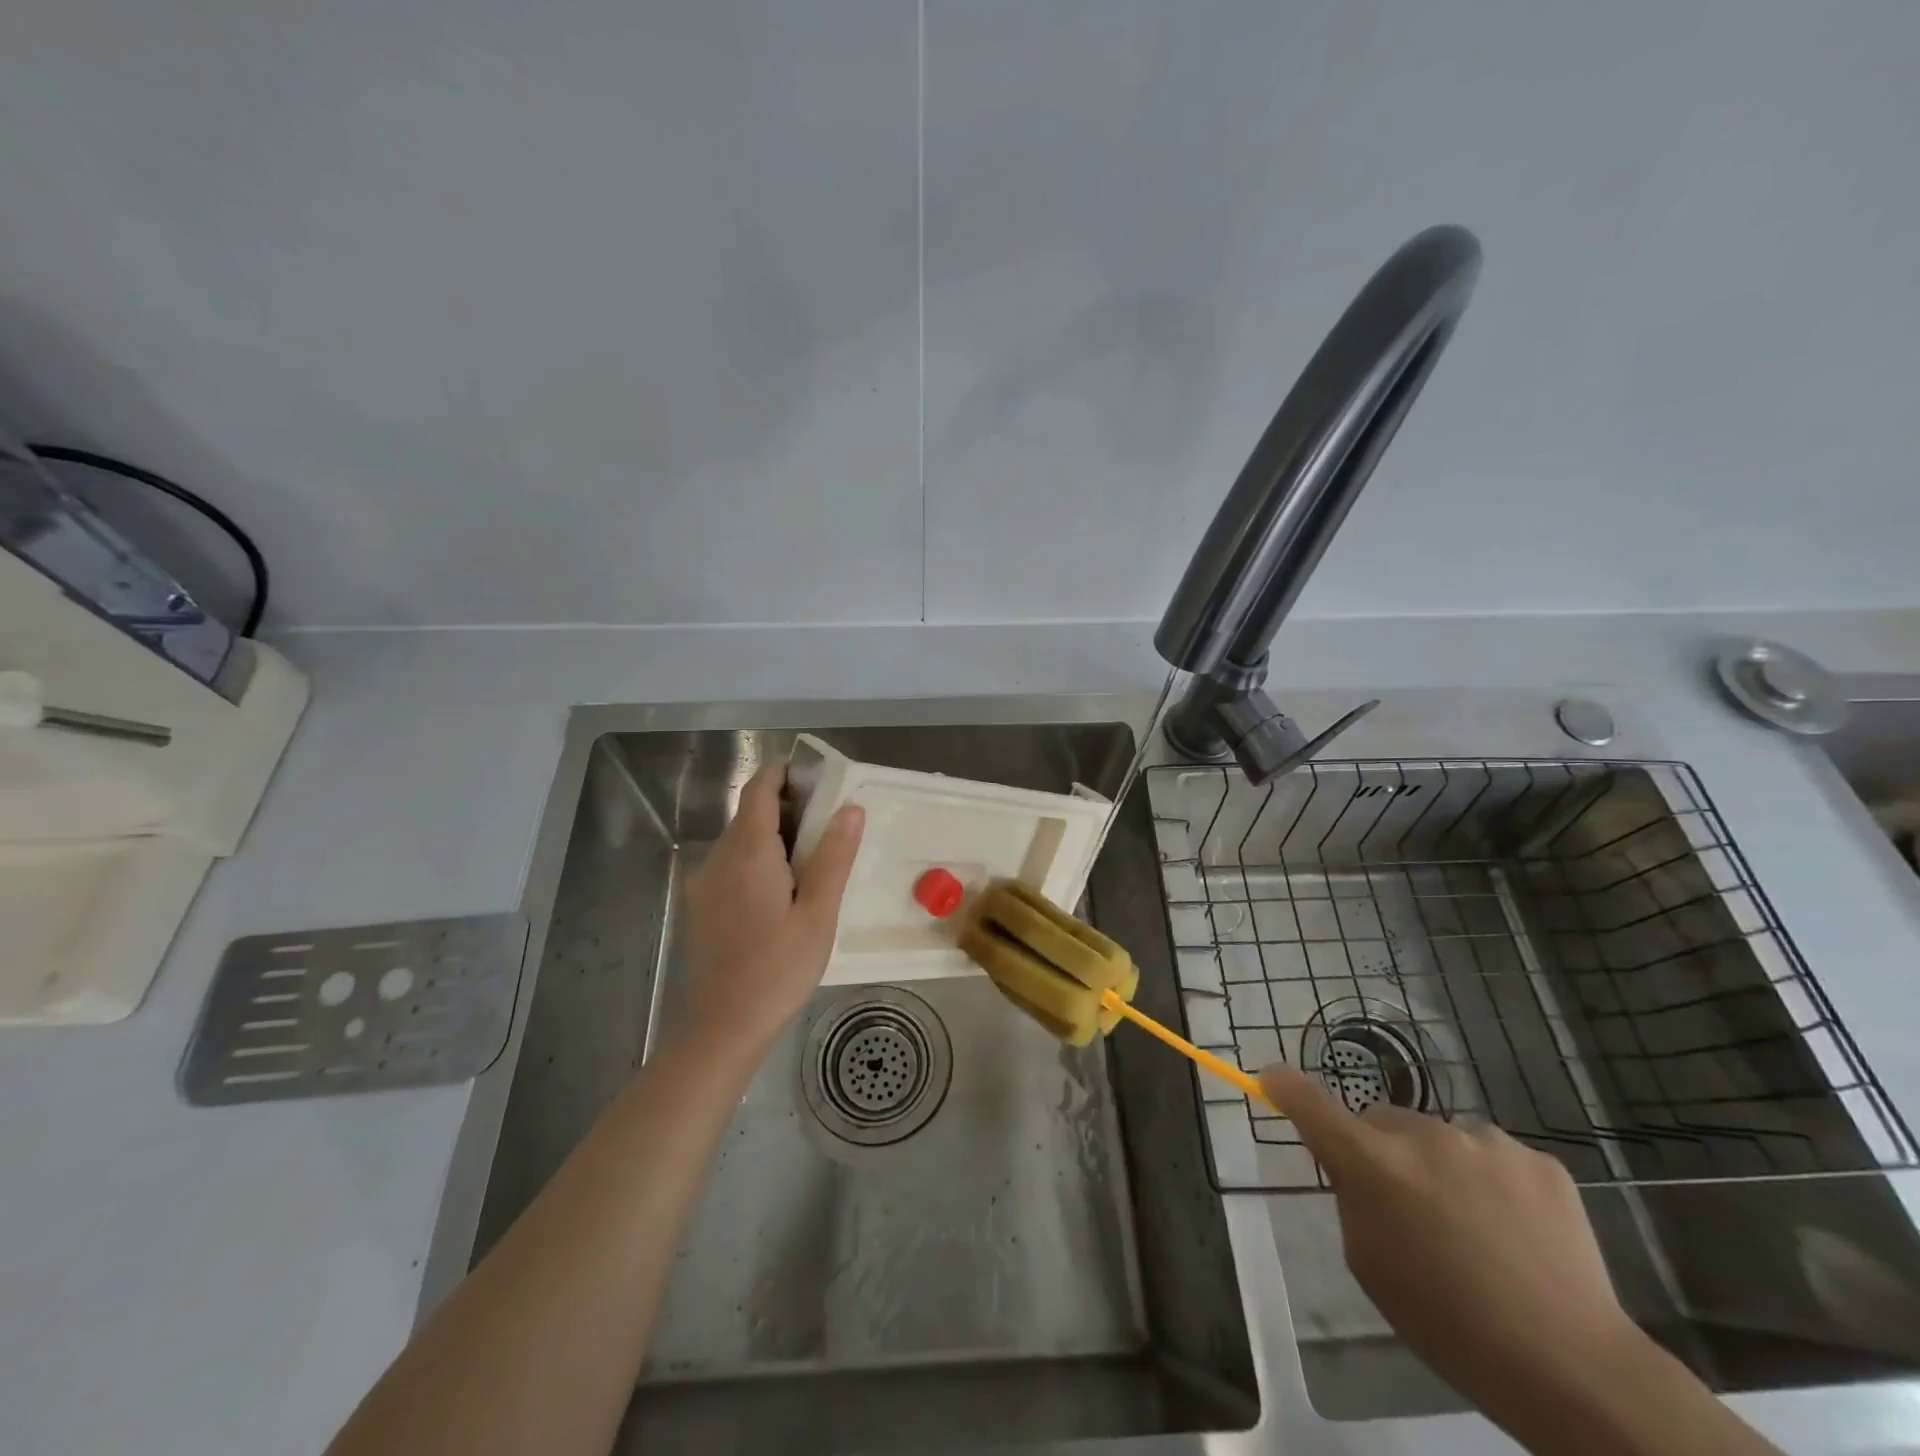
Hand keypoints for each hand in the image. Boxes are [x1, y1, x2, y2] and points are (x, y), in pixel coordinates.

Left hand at [680, 763, 863, 1063]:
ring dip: (775, 834)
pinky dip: (759, 859)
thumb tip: (851, 807)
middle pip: (750, 811)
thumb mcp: (818, 914)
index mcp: (747, 851)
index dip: (785, 772)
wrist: (722, 1028)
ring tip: (815, 860)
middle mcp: (718, 856)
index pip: (759, 787)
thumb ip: (833, 856)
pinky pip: (732, 863)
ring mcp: (704, 881)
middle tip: (831, 825)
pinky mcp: (701, 903)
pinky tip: (785, 891)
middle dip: (789, 806)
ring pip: (740, 838)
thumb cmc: (778, 970)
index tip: (818, 778)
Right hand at [1258, 1063, 1640, 1422]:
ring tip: (1477, 1231)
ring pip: (1440, 1138)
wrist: (1574, 1367)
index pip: (1312, 1104)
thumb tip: (1357, 1164)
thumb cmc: (1448, 1324)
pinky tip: (1516, 1233)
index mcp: (1374, 1164)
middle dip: (1382, 1149)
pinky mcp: (1537, 1159)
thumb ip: (1352, 1197)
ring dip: (1440, 1166)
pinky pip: (1491, 1156)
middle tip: (1408, 1207)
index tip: (1271, 1077)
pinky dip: (1491, 1183)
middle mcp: (1425, 1136)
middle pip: (1382, 1121)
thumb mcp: (1369, 1263)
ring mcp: (1486, 1141)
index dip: (1285, 1086)